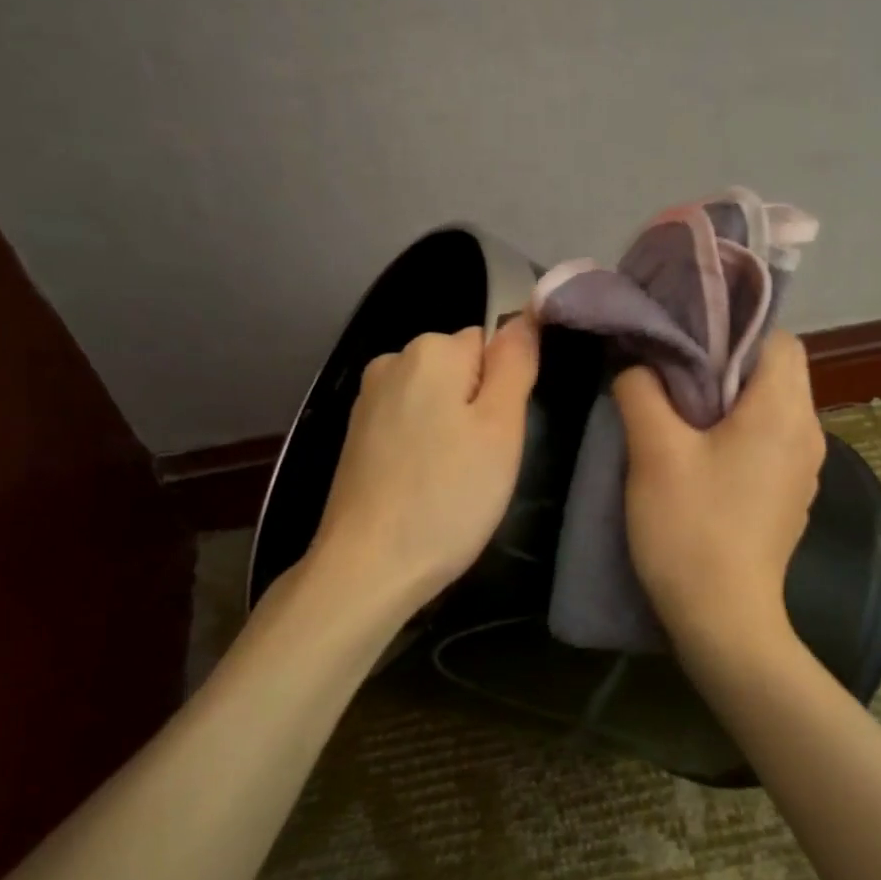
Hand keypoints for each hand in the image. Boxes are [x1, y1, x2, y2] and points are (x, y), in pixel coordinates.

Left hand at [309, 316, 539, 611]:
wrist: (367, 566)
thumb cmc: (447, 496)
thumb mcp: (501, 428)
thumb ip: (515, 364)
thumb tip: (525, 314)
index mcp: (429, 350)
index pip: (490, 345)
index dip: (505, 390)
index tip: (500, 437)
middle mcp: (391, 361)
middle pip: (459, 370)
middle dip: (476, 408)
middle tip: (482, 463)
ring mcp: (367, 400)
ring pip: (434, 401)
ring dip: (450, 430)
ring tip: (452, 481)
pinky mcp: (355, 437)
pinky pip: (407, 425)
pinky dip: (422, 448)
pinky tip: (422, 487)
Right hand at [612, 330, 823, 653]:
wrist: (724, 620)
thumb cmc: (691, 528)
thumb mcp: (654, 452)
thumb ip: (642, 392)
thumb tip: (638, 365)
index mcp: (784, 412)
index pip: (778, 338)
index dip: (733, 329)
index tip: (686, 341)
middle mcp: (808, 434)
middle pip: (774, 372)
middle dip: (724, 365)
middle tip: (669, 374)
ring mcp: (804, 470)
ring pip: (769, 409)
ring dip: (727, 401)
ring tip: (676, 412)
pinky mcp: (789, 497)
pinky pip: (767, 443)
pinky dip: (737, 434)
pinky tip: (697, 457)